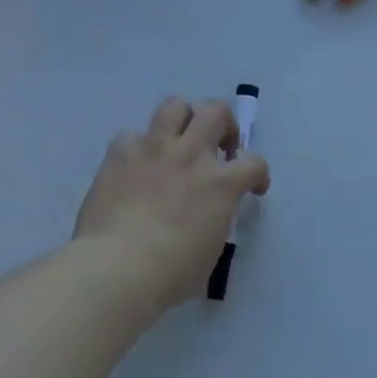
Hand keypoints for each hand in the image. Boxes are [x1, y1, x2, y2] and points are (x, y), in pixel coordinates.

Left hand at [73, 97, 269, 314]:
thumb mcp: (212, 247)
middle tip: (217, 148)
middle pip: (216, 111)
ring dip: (183, 119)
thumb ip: (216, 218)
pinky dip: (137, 147)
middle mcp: (192, 155)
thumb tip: (207, 214)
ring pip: (175, 105)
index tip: (253, 188)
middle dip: (223, 125)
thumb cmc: (172, 272)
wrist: (118, 267)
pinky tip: (136, 166)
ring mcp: (154, 149)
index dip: (258, 174)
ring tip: (179, 142)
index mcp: (222, 183)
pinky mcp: (119, 155)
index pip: (255, 163)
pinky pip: (131, 135)